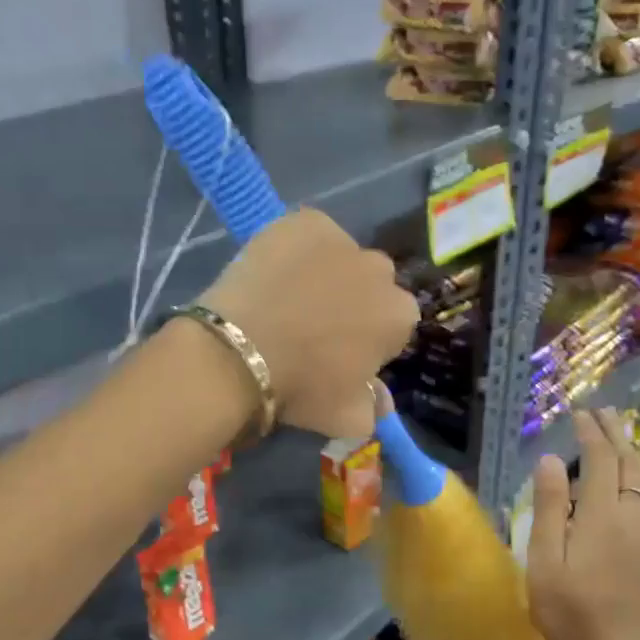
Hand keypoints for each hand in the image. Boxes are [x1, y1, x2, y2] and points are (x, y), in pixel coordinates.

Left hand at [199, 208, 419, 439]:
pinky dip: (297, 249)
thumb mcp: (346, 418)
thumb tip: (381, 402)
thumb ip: (373, 409)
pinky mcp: (305, 221)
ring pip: (340, 257)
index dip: (369, 339)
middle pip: (371, 285)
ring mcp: (343, 240)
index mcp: (399, 316)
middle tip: (314, 326)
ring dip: (326, 273)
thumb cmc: (301, 388)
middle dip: (353, 301)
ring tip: (288, 298)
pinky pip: (308, 234)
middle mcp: (380, 271)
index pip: (394, 324)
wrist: (240, 352)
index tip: (343, 354)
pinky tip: (273, 273)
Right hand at [526, 408, 639, 639]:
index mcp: (602, 514)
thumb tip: (550, 460)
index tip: (580, 414)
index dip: (590, 433)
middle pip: (630, 464)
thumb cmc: (567, 609)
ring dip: (638, 455)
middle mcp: (636, 516)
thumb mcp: (544, 558)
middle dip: (617, 435)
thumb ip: (549, 506)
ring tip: (626, 438)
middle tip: (606, 413)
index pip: (599, 460)